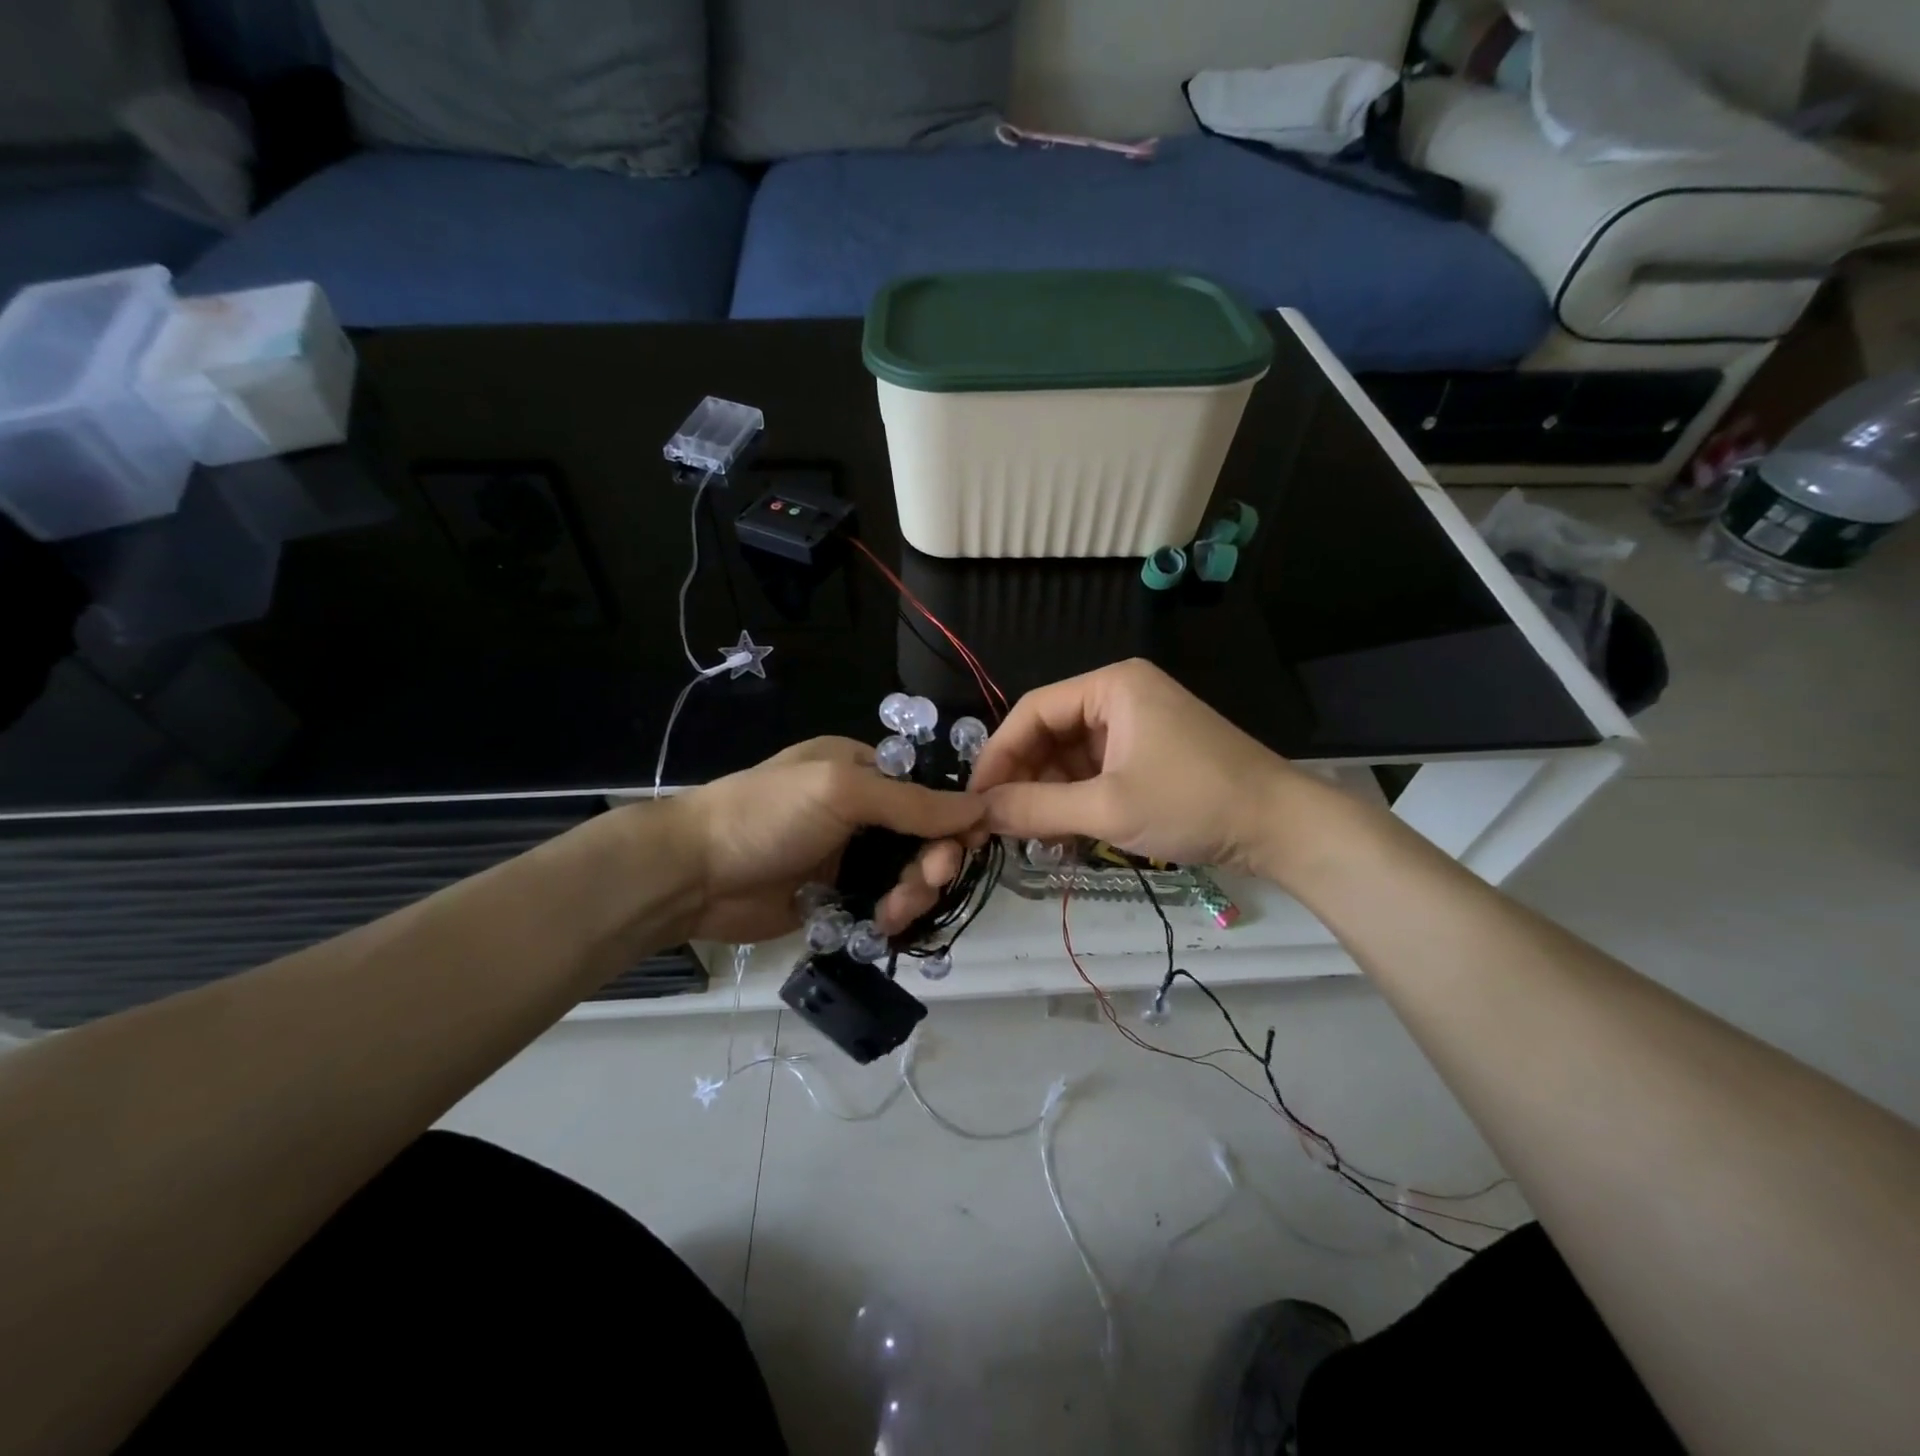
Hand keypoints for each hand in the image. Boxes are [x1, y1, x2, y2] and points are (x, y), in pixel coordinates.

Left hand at [670, 737, 985, 943]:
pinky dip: (890, 915)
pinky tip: (882, 926)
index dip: (953, 817)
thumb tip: (980, 807)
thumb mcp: (841, 792)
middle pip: (922, 837)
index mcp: (862, 768)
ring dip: (912, 894)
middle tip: (929, 883)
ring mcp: (847, 855)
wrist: (692, 874)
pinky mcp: (835, 896)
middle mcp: (860, 809)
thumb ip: (912, 802)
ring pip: (905, 875)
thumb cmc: (767, 815)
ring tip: (894, 913)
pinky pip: (881, 904)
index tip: (968, 846)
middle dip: (932, 862)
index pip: (928, 790)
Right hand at [967, 659, 1319, 880]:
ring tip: (1031, 837)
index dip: (999, 754)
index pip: (1033, 711)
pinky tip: (1063, 835)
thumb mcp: (1107, 808)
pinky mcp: (1149, 756)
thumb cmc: (1192, 802)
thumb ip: (1037, 808)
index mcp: (1111, 687)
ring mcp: (1137, 727)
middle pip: (1050, 734)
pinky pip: (1096, 772)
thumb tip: (978, 812)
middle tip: (1000, 824)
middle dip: (1025, 780)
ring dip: (1049, 796)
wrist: (1282, 827)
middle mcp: (1121, 697)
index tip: (975, 797)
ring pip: (1071, 758)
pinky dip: (1076, 801)